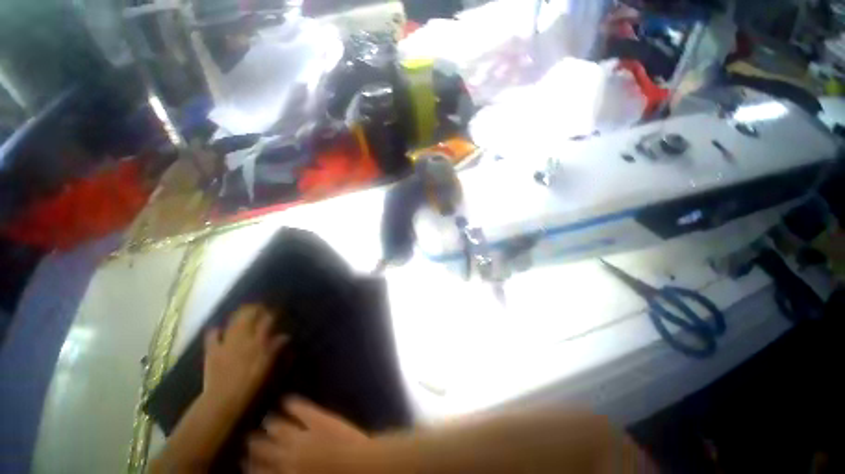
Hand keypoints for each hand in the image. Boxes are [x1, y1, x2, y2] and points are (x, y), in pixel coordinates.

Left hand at [203, 304, 287, 407]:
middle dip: (256, 308)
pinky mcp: (212, 350)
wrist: (223, 400)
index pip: (268, 319)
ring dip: (240, 314)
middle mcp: (243, 337)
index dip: (273, 312)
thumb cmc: (253, 385)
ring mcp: (226, 342)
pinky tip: (220, 329)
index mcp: (259, 340)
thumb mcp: (271, 367)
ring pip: (234, 321)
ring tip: (245, 310)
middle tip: (262, 307)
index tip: (278, 311)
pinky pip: (213, 335)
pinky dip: (217, 330)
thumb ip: (277, 349)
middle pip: (250, 315)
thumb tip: (285, 336)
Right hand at [246, 397, 369, 473]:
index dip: (252, 467)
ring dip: (271, 423)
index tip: (246, 463)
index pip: (258, 472)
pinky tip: (287, 399)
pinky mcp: (318, 419)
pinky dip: (293, 404)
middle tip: (250, 440)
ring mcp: (302, 435)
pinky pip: (301, 409)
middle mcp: (286, 457)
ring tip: (267, 419)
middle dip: (255, 444)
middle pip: (263, 449)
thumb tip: (280, 472)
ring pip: (278, 428)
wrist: (357, 469)